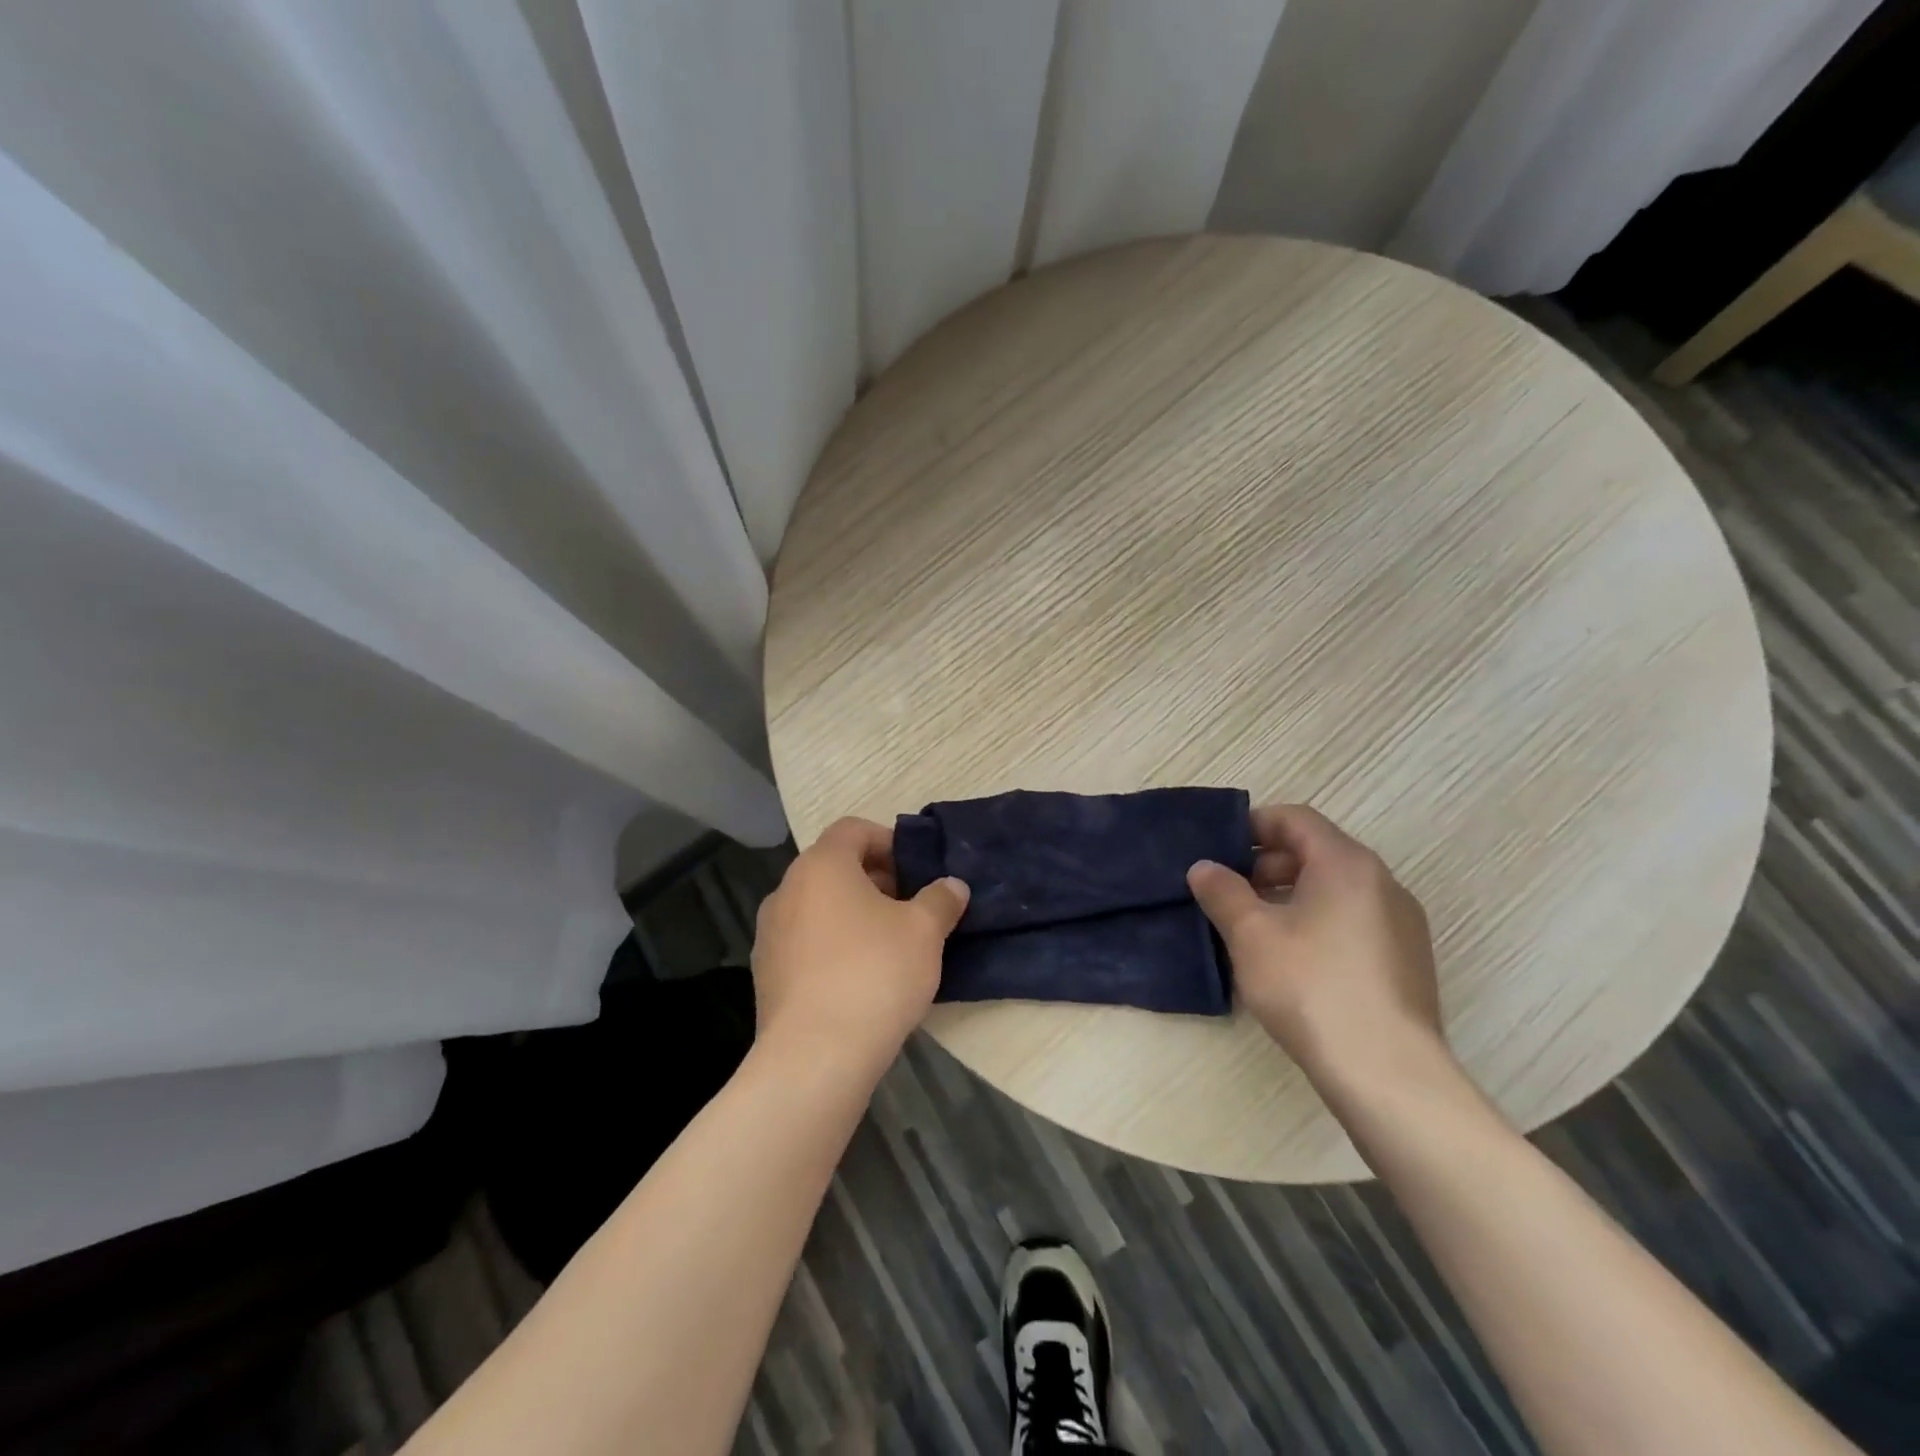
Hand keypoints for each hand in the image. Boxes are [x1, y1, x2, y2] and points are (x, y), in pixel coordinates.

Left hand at [752, 817, 968, 1074]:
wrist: (814, 1057)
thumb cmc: (874, 974)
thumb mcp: (924, 932)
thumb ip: (940, 899)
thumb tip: (952, 886)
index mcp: (821, 866)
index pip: (853, 829)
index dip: (888, 841)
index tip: (916, 871)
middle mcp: (786, 890)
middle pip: (834, 868)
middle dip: (875, 881)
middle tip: (910, 908)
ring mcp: (770, 934)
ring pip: (818, 907)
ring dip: (853, 915)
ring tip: (889, 946)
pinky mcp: (765, 975)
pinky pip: (805, 944)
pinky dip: (832, 947)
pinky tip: (860, 980)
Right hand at [1187, 805, 1448, 1092]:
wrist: (1387, 1073)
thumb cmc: (1311, 986)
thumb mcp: (1250, 934)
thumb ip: (1222, 891)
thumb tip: (1204, 867)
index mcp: (1347, 864)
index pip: (1295, 819)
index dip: (1252, 825)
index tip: (1217, 849)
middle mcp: (1382, 883)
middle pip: (1316, 852)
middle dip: (1267, 865)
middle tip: (1229, 892)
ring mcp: (1401, 924)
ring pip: (1334, 890)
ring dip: (1289, 896)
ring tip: (1253, 929)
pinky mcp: (1406, 962)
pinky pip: (1352, 922)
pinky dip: (1317, 923)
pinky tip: (1290, 962)